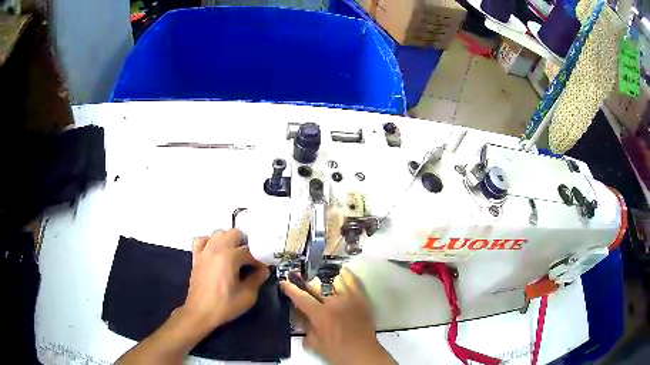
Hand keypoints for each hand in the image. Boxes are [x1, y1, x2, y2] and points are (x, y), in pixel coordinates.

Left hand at [178, 228, 269, 339]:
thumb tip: (264, 270)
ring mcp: (204, 251)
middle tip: (251, 258)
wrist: (200, 313)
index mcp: (229, 257)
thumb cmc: (224, 306)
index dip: (259, 259)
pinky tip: (216, 251)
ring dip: (229, 240)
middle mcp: (216, 249)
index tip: (263, 268)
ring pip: (219, 233)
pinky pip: (202, 239)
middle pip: (235, 233)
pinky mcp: (196, 256)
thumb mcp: (247, 296)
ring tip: (235, 254)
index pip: (249, 251)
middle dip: (246, 243)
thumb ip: (257, 279)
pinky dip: (210, 241)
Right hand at [281, 268, 395, 364]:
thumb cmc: (337, 351)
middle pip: (317, 287)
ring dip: (324, 280)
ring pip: (335, 281)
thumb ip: (305, 325)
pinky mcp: (362, 299)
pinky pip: (354, 282)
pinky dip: (347, 275)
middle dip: (305, 283)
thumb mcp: (314, 342)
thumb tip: (298, 311)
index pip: (301, 297)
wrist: (363, 354)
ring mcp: (351, 299)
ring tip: (318, 279)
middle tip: (297, 279)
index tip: (283, 282)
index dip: (290, 289)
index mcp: (322, 315)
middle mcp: (335, 303)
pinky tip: (342, 272)